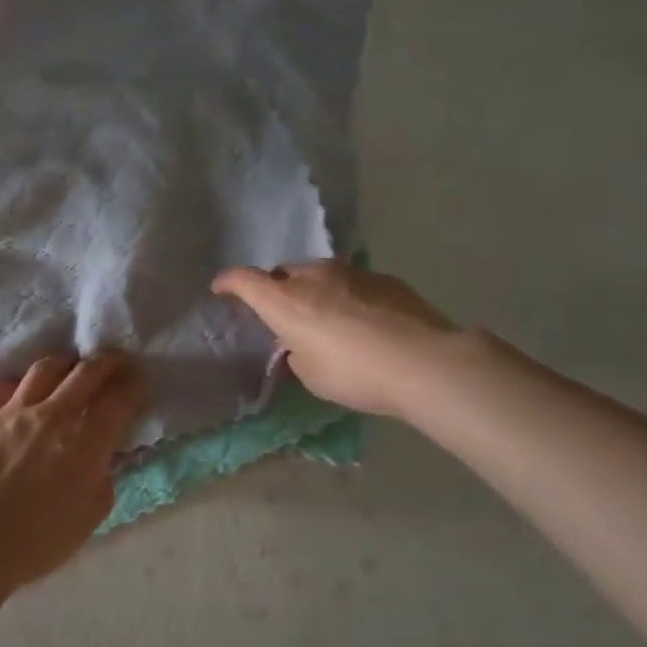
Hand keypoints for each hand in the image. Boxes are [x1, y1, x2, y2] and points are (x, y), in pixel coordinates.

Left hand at [0, 353, 145, 587]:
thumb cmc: (38, 540)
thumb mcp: (90, 516)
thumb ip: (103, 478)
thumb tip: (103, 457)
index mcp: (85, 440)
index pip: (118, 399)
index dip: (132, 387)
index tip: (136, 384)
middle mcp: (53, 414)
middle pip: (85, 372)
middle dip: (106, 362)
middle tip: (114, 363)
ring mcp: (13, 410)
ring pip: (44, 369)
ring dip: (64, 365)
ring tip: (68, 370)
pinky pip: (3, 387)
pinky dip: (19, 386)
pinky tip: (21, 393)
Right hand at [211, 260, 459, 418]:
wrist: (425, 362)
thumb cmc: (354, 373)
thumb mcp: (310, 374)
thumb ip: (297, 353)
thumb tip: (302, 343)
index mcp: (284, 300)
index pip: (244, 279)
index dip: (228, 282)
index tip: (220, 288)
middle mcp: (312, 277)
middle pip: (282, 273)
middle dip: (276, 288)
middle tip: (282, 313)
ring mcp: (351, 273)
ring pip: (318, 274)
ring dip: (312, 290)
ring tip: (324, 316)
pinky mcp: (383, 278)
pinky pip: (350, 283)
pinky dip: (344, 296)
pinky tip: (361, 320)